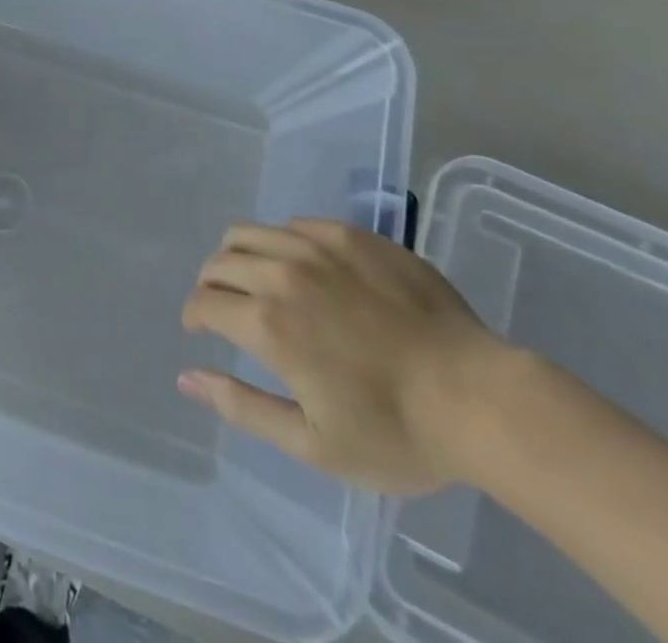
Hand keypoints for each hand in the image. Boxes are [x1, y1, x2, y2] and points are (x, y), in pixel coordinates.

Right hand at [179, 220, 511, 494]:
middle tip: (224, 306)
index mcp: (267, 323)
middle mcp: (282, 273)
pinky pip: (295, 224)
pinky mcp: (351, 235)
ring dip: (238, 255)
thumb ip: (241, 406)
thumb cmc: (396, 432)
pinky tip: (304, 268)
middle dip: (210, 284)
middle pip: (220, 261)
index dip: (194, 315)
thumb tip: (187, 378)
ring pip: (250, 232)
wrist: (480, 398)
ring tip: (254, 278)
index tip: (199, 328)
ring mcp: (317, 247)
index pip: (204, 302)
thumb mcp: (313, 443)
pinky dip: (282, 243)